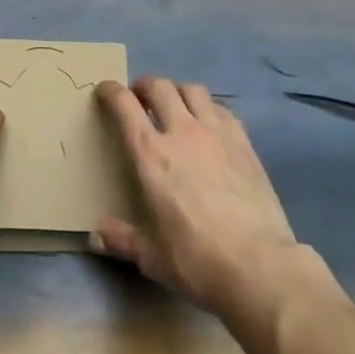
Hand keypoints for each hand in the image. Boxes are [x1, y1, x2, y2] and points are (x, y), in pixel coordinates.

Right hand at [92, 76, 306, 321]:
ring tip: (177, 106)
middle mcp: (181, 131)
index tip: (105, 91)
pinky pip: (223, 110)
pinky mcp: (244, 143)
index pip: (124, 104)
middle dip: (145, 86)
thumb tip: (95, 236)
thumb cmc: (197, 260)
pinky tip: (211, 125)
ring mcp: (215, 133)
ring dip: (178, 92)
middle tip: (141, 99)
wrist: (259, 267)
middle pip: (159, 86)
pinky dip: (210, 109)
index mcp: (150, 154)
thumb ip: (121, 239)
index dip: (111, 91)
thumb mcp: (151, 257)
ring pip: (193, 90)